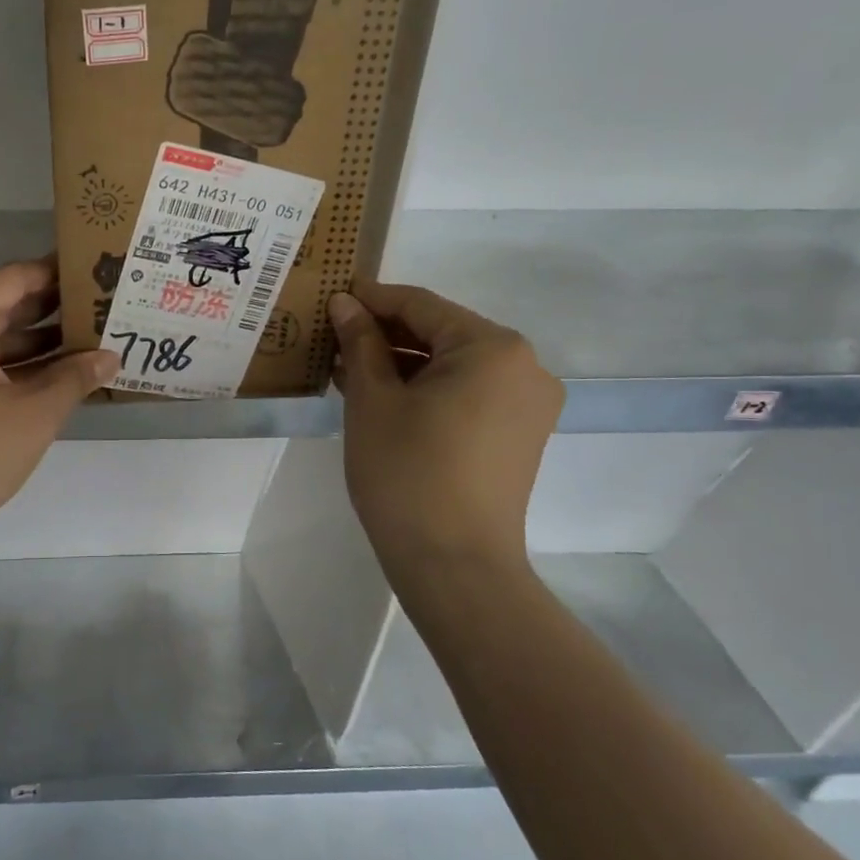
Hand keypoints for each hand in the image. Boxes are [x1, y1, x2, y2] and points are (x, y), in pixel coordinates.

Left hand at [0, 259, 117, 553]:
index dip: (59, 275)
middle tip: (102, 308)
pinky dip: (11, 367)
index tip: (98, 270)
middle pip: (1, 306)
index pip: (15, 279)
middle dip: (52, 311)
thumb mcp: (32, 414)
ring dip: (35, 343)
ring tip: (90, 342)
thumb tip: (111, 356)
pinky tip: (54, 377)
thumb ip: (75, 378)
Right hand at [330, 282, 562, 584]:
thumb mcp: (373, 400)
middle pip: (442, 333)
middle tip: (334, 335)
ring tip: (347, 368)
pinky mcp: (519, 434)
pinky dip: (426, 389)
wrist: (454, 565)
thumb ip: (360, 342)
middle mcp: (524, 366)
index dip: (372, 298)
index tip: (332, 294)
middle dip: (386, 333)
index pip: (422, 306)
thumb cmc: (407, 472)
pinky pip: (467, 393)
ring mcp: (526, 404)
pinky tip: (381, 395)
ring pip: (453, 365)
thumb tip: (345, 303)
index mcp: (493, 348)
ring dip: (403, 363)